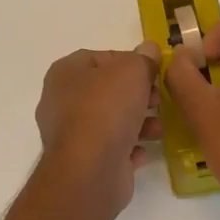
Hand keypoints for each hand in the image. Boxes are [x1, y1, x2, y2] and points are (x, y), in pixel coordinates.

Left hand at [33, 44, 162, 219]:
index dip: (130, 62)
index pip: (101, 58)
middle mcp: (61, 101)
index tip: (153, 72)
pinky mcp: (82, 162)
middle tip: (158, 99)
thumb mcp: (133, 70)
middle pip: (106, 90)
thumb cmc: (107, 109)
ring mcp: (70, 134)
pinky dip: (128, 148)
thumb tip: (149, 49)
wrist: (91, 170)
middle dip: (136, 94)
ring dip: (138, 122)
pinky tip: (144, 151)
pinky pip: (110, 149)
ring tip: (158, 128)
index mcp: (66, 73)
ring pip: (110, 120)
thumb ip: (143, 58)